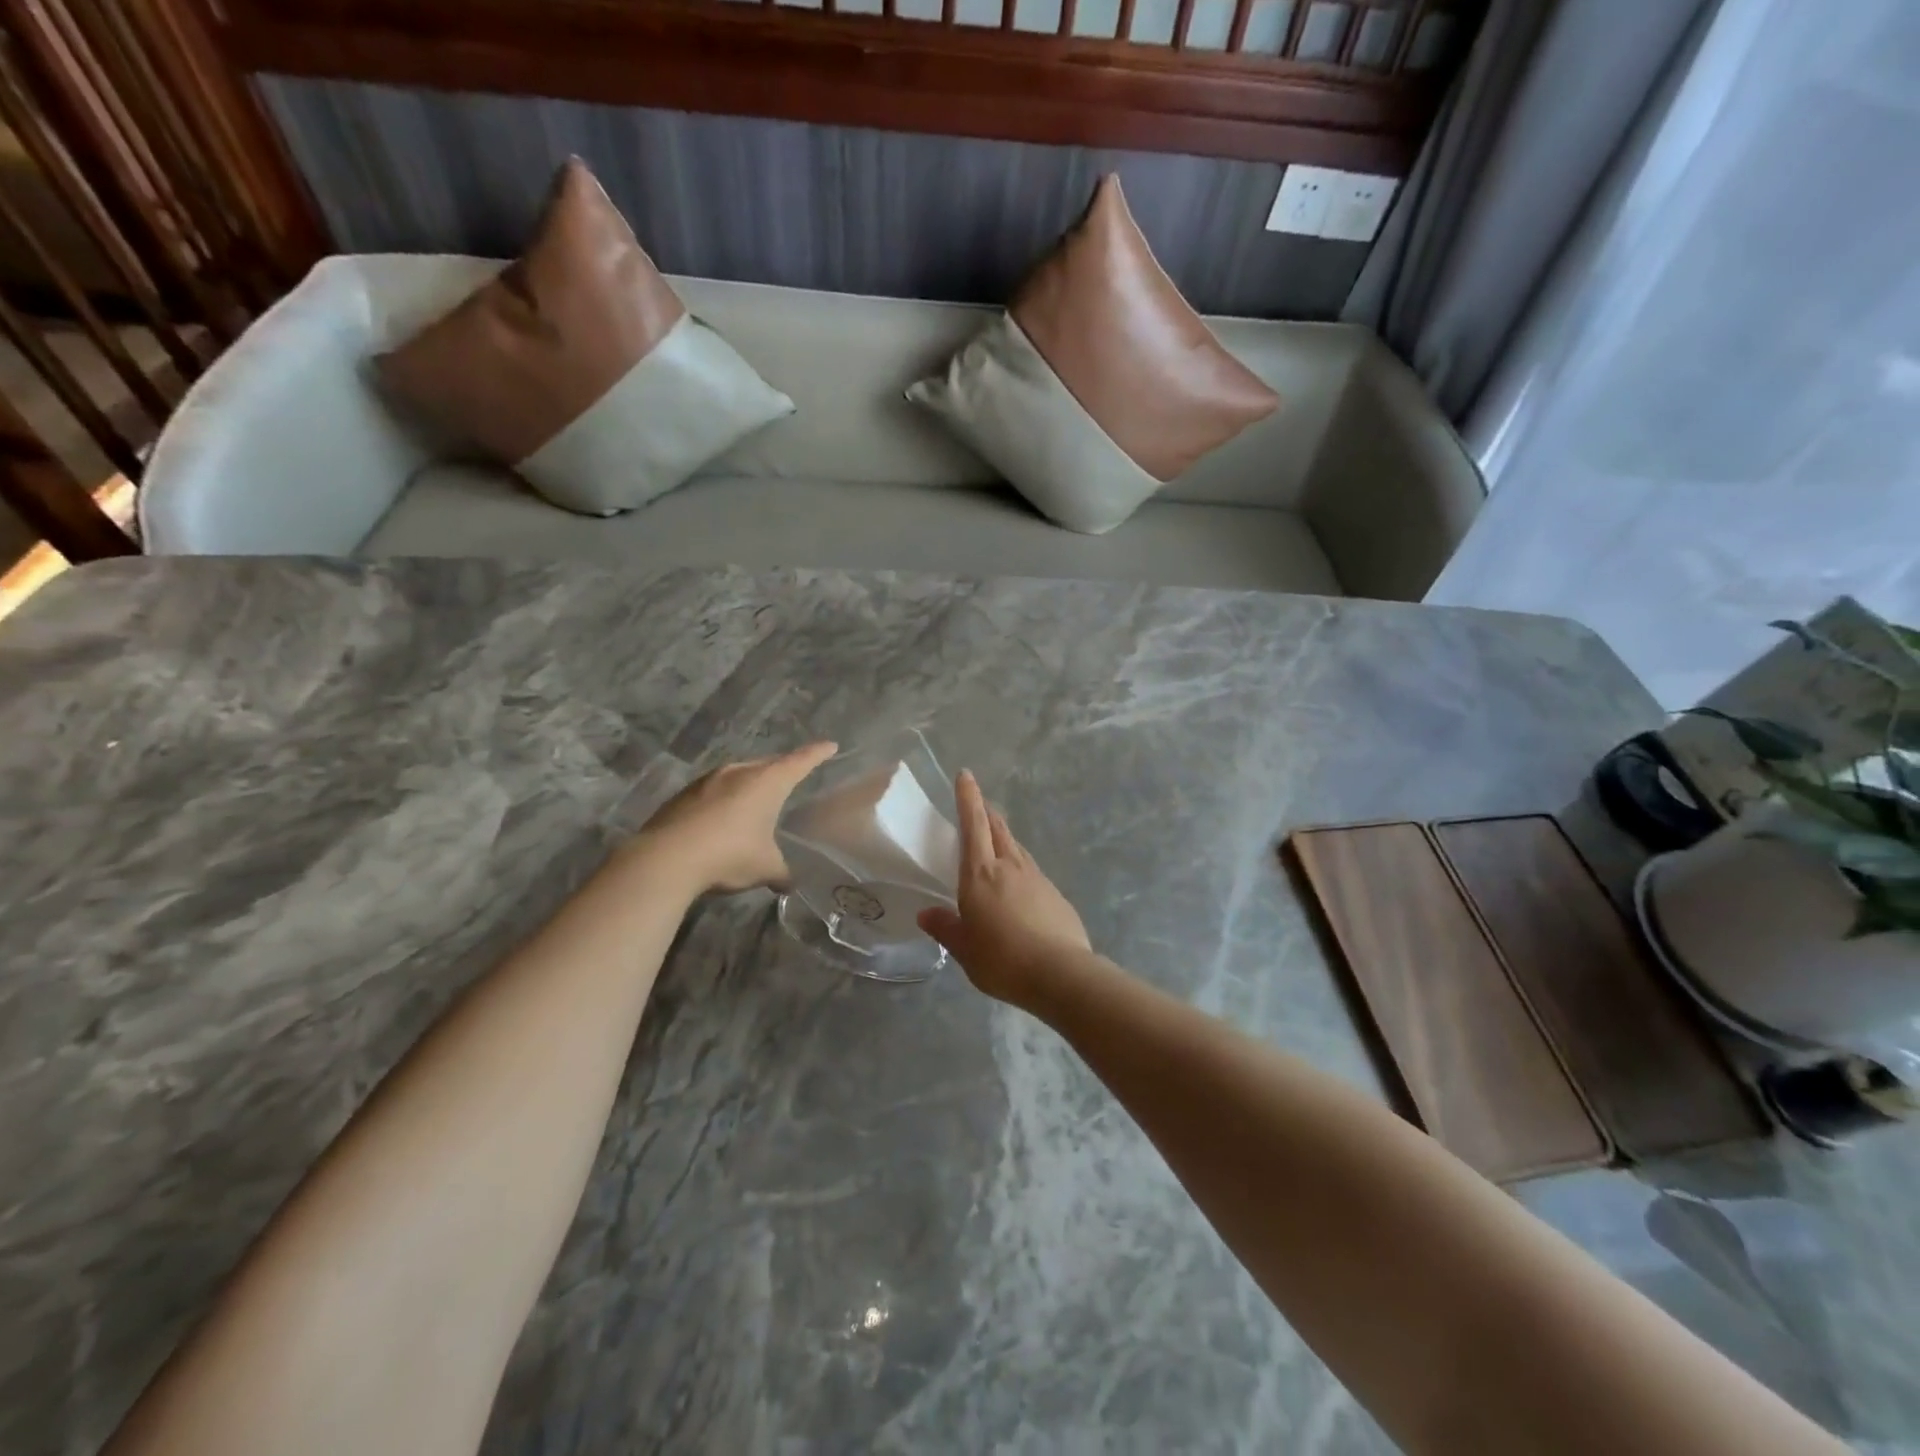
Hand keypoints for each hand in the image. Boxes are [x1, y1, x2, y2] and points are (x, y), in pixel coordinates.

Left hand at [633, 742, 837, 893]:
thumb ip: (781, 872)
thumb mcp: (765, 868)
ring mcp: (707, 781)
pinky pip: (713, 791)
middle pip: (767, 764)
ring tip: (755, 799)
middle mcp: (739, 772)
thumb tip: (788, 883)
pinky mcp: (683, 795)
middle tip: (792, 776)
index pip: (800, 761)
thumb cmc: (729, 854)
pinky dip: (723, 800)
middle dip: (781, 769)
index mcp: (767, 782)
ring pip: (737, 775)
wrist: (666, 859)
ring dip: (748, 784)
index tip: (830, 745)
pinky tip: (721, 819)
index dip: (817, 753)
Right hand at [918, 770, 1091, 1006]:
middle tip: (979, 803)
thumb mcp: (964, 949)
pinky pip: (1031, 870)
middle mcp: (1010, 866)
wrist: (1061, 973)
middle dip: (986, 812)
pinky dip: (1019, 866)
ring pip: (1016, 846)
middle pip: (998, 828)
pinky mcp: (1055, 894)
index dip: (968, 798)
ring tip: (995, 839)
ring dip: (1003, 836)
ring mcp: (1036, 877)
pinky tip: (1018, 885)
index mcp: (980, 874)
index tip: (966, 775)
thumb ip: (945, 928)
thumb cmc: (1002, 959)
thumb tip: (926, 914)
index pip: (972, 825)